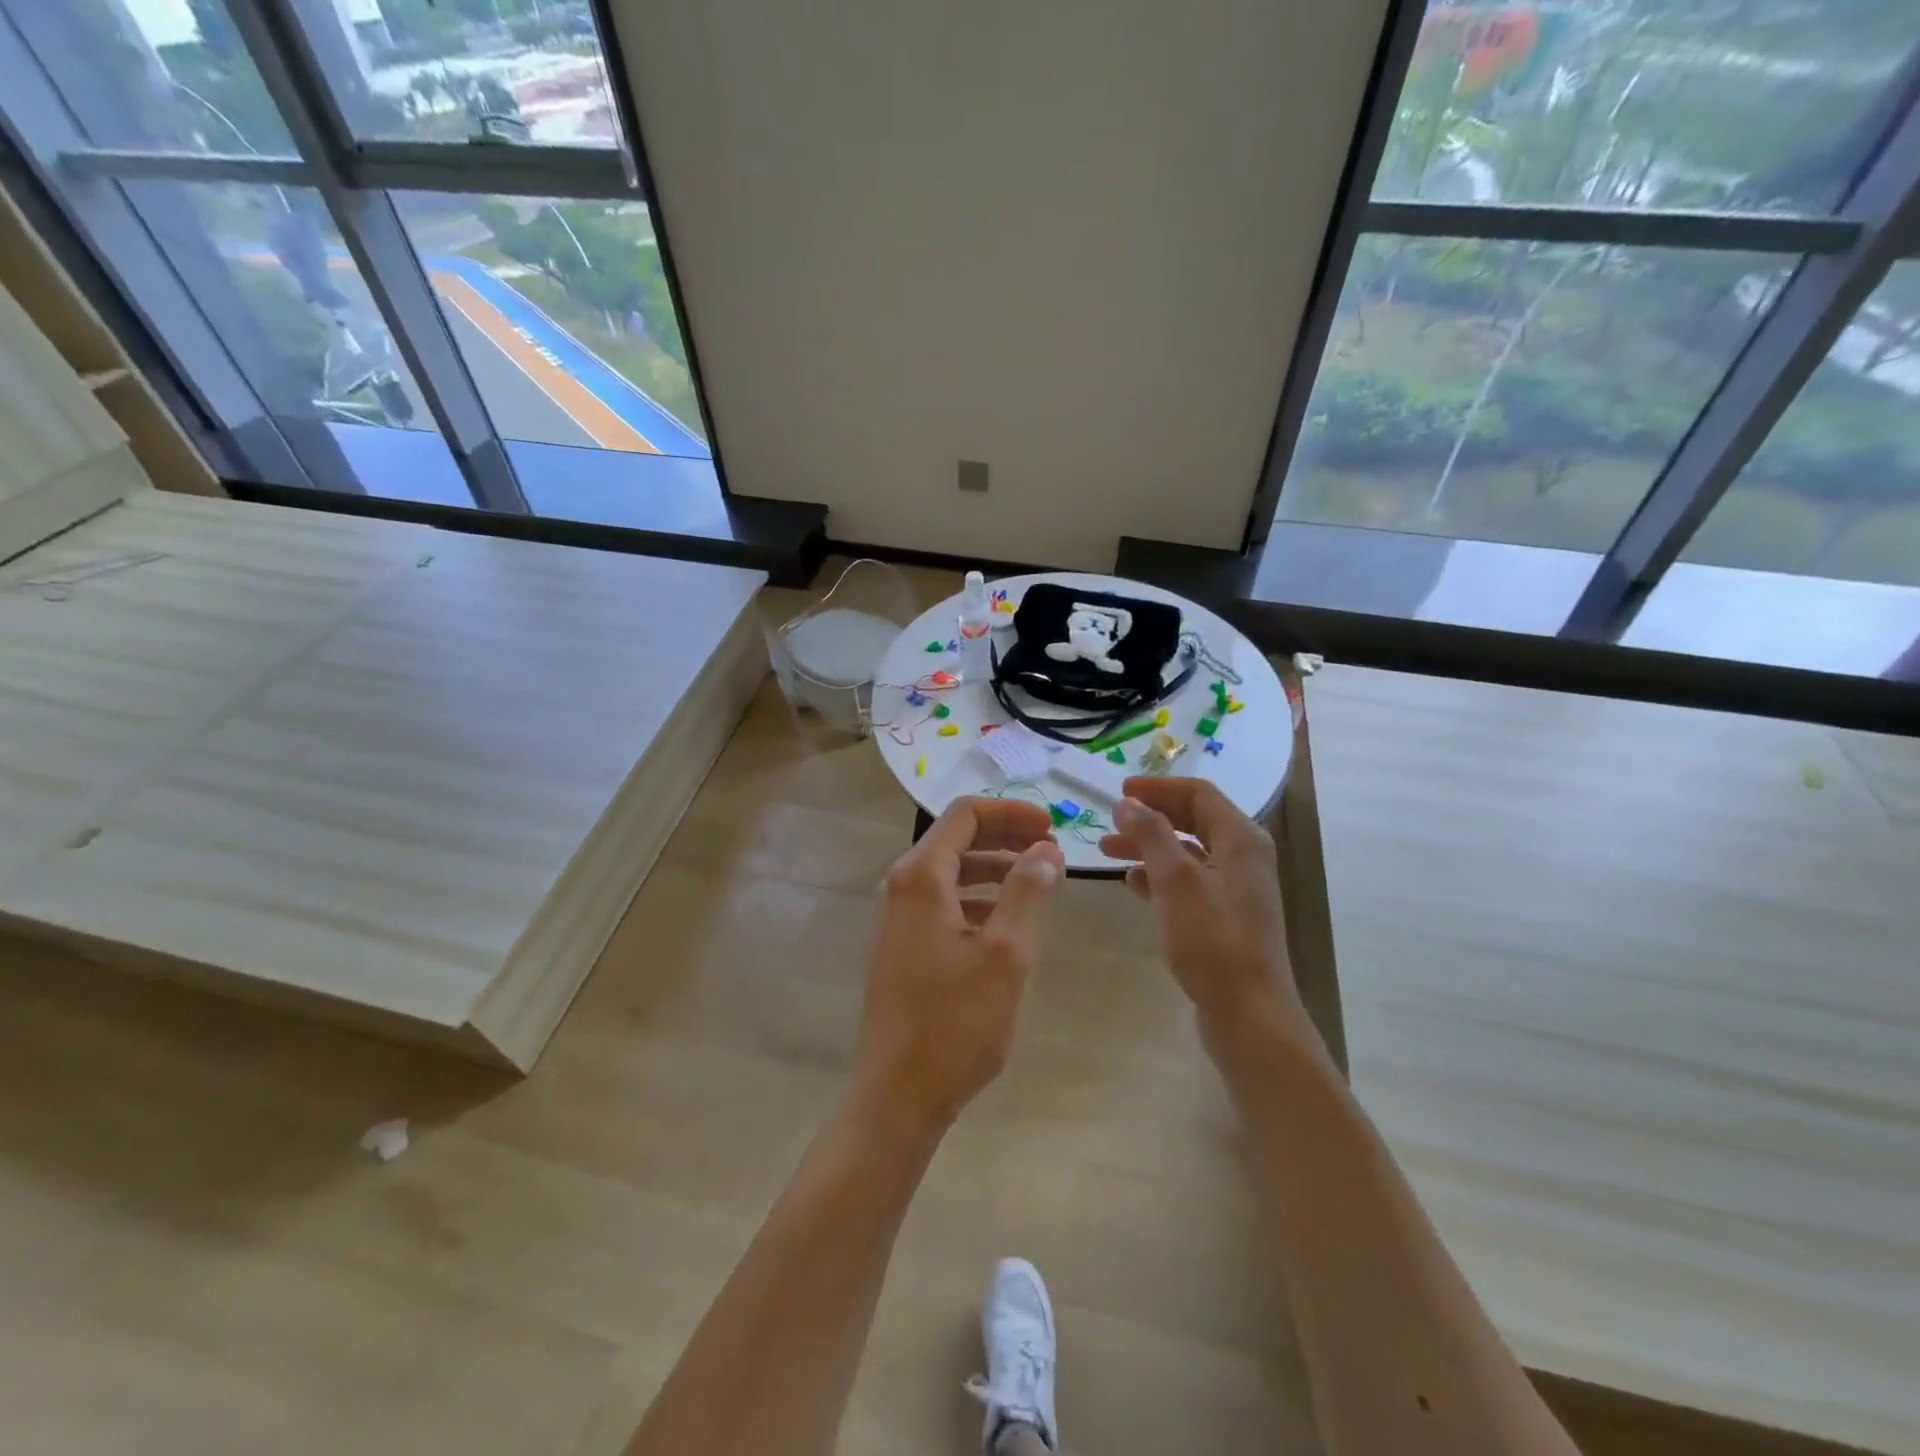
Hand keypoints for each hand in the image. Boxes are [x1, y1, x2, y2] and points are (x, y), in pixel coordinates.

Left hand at [852, 798, 1064, 1135]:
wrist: (897, 1095)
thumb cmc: (955, 1022)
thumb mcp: (1006, 953)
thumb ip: (1027, 891)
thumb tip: (1045, 850)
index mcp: (921, 877)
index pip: (965, 815)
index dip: (1011, 813)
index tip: (1052, 827)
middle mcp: (901, 887)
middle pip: (957, 839)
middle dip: (1006, 838)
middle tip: (1052, 851)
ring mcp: (897, 918)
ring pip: (951, 873)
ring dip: (995, 870)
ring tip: (1039, 885)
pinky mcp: (901, 946)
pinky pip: (943, 904)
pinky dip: (978, 900)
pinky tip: (1007, 926)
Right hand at [1099, 778, 1317, 1058]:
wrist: (1248, 1014)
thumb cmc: (1212, 940)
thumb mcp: (1176, 880)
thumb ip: (1151, 835)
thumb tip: (1127, 802)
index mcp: (1241, 839)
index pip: (1198, 793)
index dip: (1157, 788)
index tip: (1118, 792)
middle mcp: (1244, 857)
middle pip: (1193, 820)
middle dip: (1150, 816)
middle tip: (1110, 820)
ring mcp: (1236, 889)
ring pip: (1187, 852)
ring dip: (1149, 846)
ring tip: (1107, 850)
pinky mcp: (1225, 918)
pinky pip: (1188, 882)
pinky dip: (1159, 876)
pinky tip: (1132, 884)